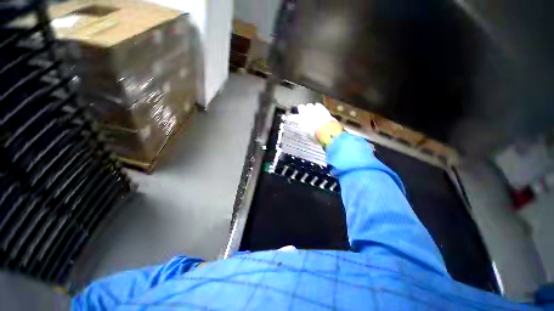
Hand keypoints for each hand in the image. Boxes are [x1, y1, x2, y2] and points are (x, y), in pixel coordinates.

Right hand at [286, 103, 343, 146]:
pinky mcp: (322, 108)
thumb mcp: (306, 136)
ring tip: (311, 111)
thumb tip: (302, 130)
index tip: (288, 118)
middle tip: (303, 113)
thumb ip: (303, 130)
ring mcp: (314, 109)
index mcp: (300, 119)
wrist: (327, 131)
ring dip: (310, 108)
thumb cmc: (315, 135)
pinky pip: (318, 105)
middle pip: (301, 107)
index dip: (290, 118)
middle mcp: (306, 112)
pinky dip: (317, 107)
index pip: (292, 117)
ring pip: (309, 105)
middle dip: (301, 109)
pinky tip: (318, 109)